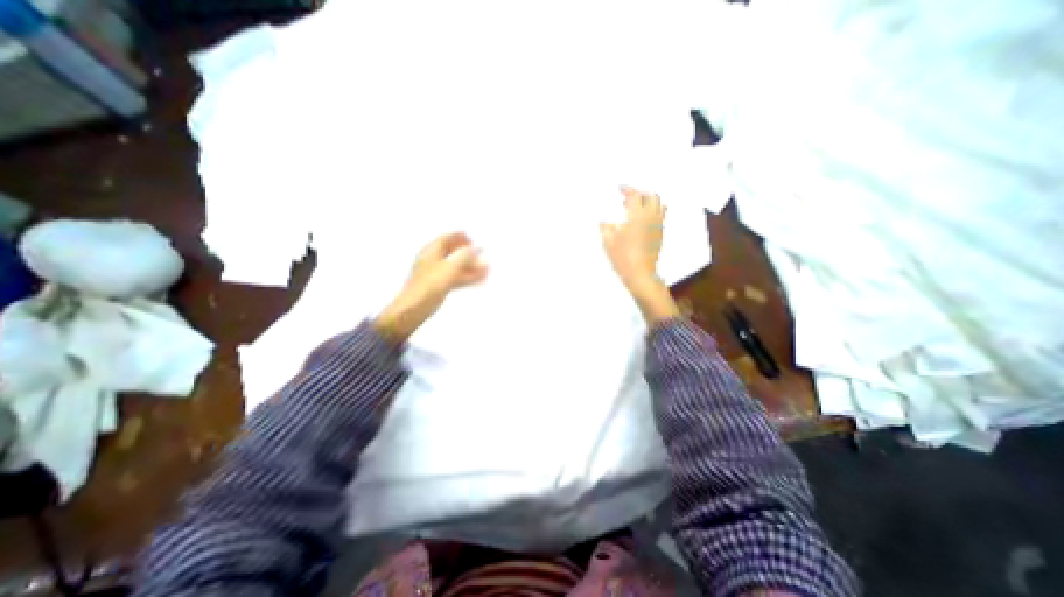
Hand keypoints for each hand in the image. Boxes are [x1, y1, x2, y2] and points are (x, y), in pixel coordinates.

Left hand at [371, 233, 487, 344]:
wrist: (414, 307)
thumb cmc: (429, 285)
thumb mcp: (449, 268)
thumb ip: (465, 257)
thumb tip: (476, 248)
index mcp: (430, 251)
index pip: (446, 238)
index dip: (459, 237)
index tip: (472, 239)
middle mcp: (433, 260)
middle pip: (452, 252)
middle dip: (467, 252)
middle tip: (480, 253)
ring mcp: (436, 273)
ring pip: (456, 266)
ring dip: (471, 266)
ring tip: (486, 268)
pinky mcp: (439, 286)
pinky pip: (457, 278)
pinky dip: (468, 277)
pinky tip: (479, 279)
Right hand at [596, 185, 662, 288]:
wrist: (640, 274)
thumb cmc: (622, 257)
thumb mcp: (608, 241)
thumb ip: (605, 227)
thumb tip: (604, 221)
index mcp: (637, 215)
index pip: (635, 195)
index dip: (627, 189)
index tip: (620, 188)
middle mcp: (651, 217)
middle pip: (651, 196)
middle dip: (639, 193)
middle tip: (627, 198)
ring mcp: (658, 225)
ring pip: (659, 205)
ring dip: (648, 201)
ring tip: (635, 208)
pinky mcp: (660, 234)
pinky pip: (660, 215)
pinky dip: (652, 211)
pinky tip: (641, 220)